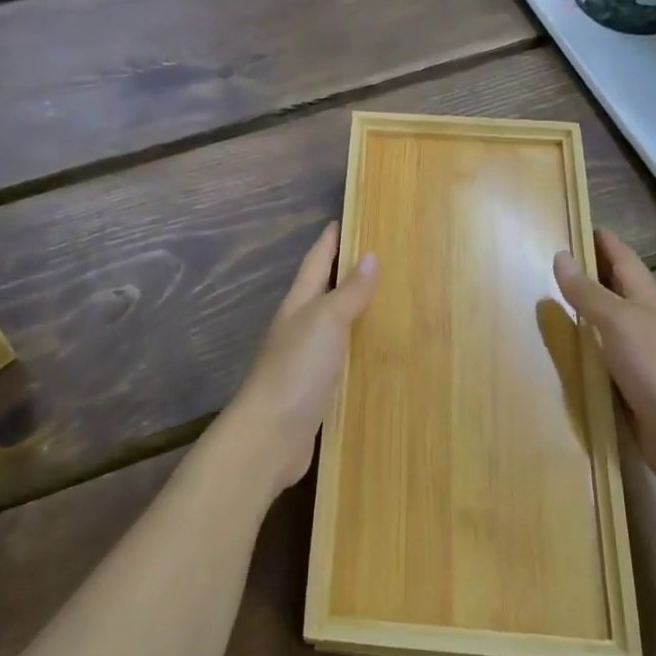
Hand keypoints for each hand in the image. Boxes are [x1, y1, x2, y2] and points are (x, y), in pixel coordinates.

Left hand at [219, 221, 377, 495]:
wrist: (270, 436)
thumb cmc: (296, 369)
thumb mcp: (325, 321)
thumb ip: (348, 292)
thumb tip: (370, 255)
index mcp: (299, 305)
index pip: (315, 262)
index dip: (328, 241)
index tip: (342, 219)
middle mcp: (299, 327)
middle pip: (322, 291)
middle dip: (343, 272)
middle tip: (375, 255)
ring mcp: (305, 360)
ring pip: (332, 325)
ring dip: (352, 311)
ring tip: (385, 299)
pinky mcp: (316, 390)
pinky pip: (340, 358)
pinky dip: (356, 348)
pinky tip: (375, 353)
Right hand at [553, 230, 655, 494]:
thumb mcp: (619, 322)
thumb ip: (588, 292)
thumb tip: (561, 255)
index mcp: (647, 297)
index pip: (621, 256)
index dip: (600, 239)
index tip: (570, 221)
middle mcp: (644, 320)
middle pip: (612, 287)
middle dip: (585, 272)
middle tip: (544, 259)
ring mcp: (640, 354)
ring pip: (605, 322)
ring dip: (580, 311)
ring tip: (542, 300)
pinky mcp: (631, 384)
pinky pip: (600, 355)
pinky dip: (582, 347)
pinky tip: (560, 349)